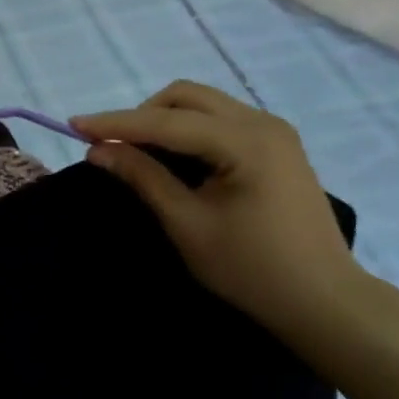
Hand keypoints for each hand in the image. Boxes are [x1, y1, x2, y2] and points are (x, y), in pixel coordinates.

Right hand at [75, 81, 363, 335]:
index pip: (166, 121)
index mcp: (245, 141)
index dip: (115, 123)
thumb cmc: (251, 269)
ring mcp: (274, 131)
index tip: (73, 125)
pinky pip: (220, 121)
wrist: (324, 300)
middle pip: (186, 97)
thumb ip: (143, 178)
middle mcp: (262, 122)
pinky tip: (174, 158)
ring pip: (203, 104)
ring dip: (164, 121)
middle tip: (112, 147)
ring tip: (138, 153)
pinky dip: (188, 131)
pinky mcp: (277, 145)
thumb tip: (98, 151)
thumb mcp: (187, 224)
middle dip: (142, 115)